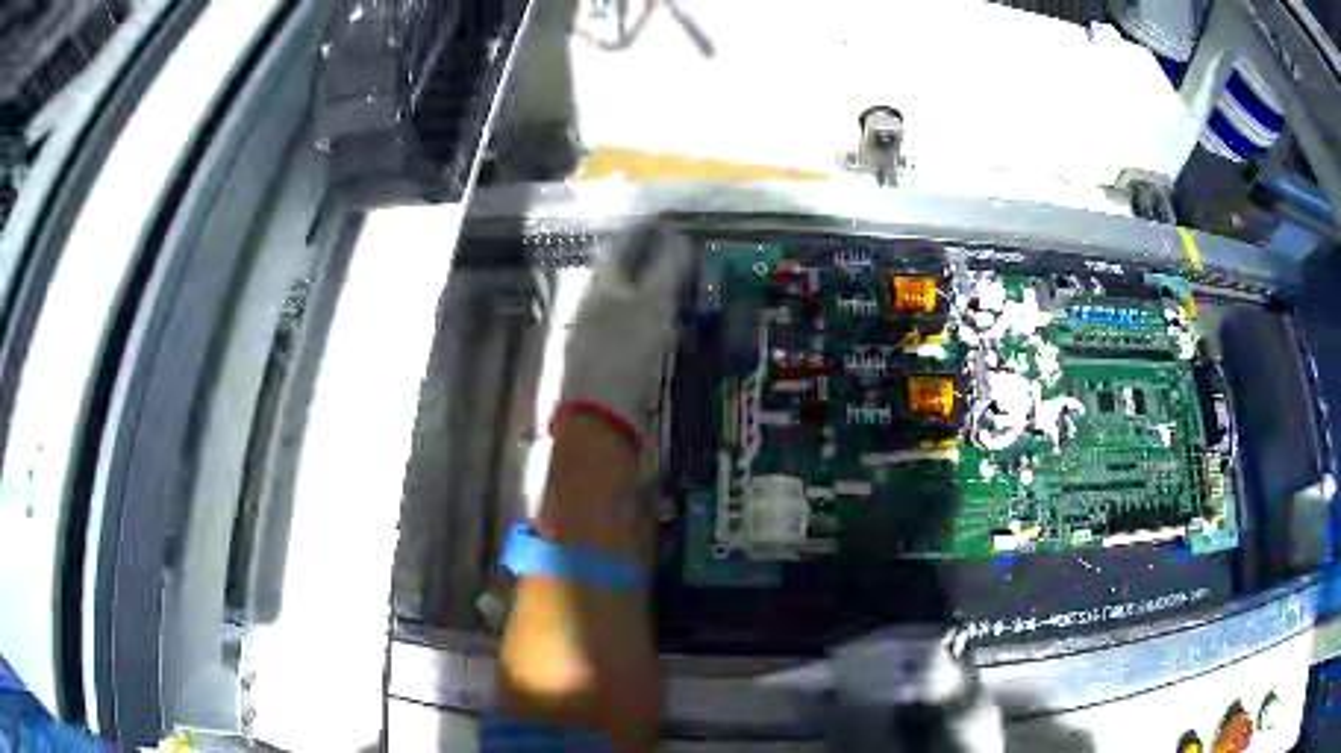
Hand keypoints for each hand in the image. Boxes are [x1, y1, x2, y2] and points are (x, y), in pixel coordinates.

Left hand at [557, 222, 695, 445]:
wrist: (602, 423)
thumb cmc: (626, 357)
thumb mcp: (652, 306)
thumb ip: (666, 269)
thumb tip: (680, 239)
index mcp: (600, 286)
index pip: (619, 244)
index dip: (642, 229)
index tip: (668, 222)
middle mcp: (592, 305)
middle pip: (619, 271)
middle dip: (647, 258)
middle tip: (680, 252)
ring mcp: (594, 335)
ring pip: (623, 299)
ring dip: (648, 287)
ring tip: (679, 284)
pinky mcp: (604, 362)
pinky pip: (627, 326)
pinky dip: (647, 316)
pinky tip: (664, 325)